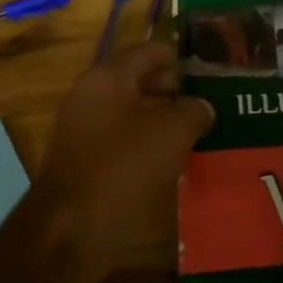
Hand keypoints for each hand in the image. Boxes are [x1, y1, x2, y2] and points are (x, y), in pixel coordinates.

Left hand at [34, 42, 214, 282]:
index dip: (184, 60)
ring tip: (201, 135)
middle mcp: (90, 96)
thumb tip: (201, 105)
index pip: (151, 51)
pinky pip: (122, 143)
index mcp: (107, 77)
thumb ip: (192, 111)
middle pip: (140, 82)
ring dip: (163, 122)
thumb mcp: (170, 134)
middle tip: (213, 108)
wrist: (68, 230)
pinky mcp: (84, 163)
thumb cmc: (121, 171)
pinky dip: (147, 147)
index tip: (214, 75)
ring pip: (132, 115)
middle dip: (176, 93)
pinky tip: (173, 164)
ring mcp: (83, 130)